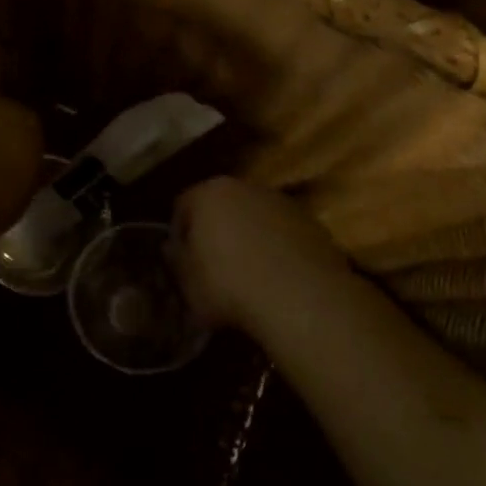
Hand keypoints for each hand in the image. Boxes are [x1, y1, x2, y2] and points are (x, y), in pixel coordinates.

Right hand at [171, 176, 352, 334]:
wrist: (300, 298)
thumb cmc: (229, 286)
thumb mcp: (188, 283)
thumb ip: (176, 260)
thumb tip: (174, 248)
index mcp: (209, 194)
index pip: (183, 205)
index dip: (179, 233)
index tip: (182, 260)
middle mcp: (246, 187)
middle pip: (222, 205)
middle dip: (216, 231)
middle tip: (212, 266)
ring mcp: (283, 203)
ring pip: (256, 217)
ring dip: (249, 238)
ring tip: (248, 274)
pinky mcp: (312, 223)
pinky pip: (283, 233)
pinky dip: (277, 248)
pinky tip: (277, 278)